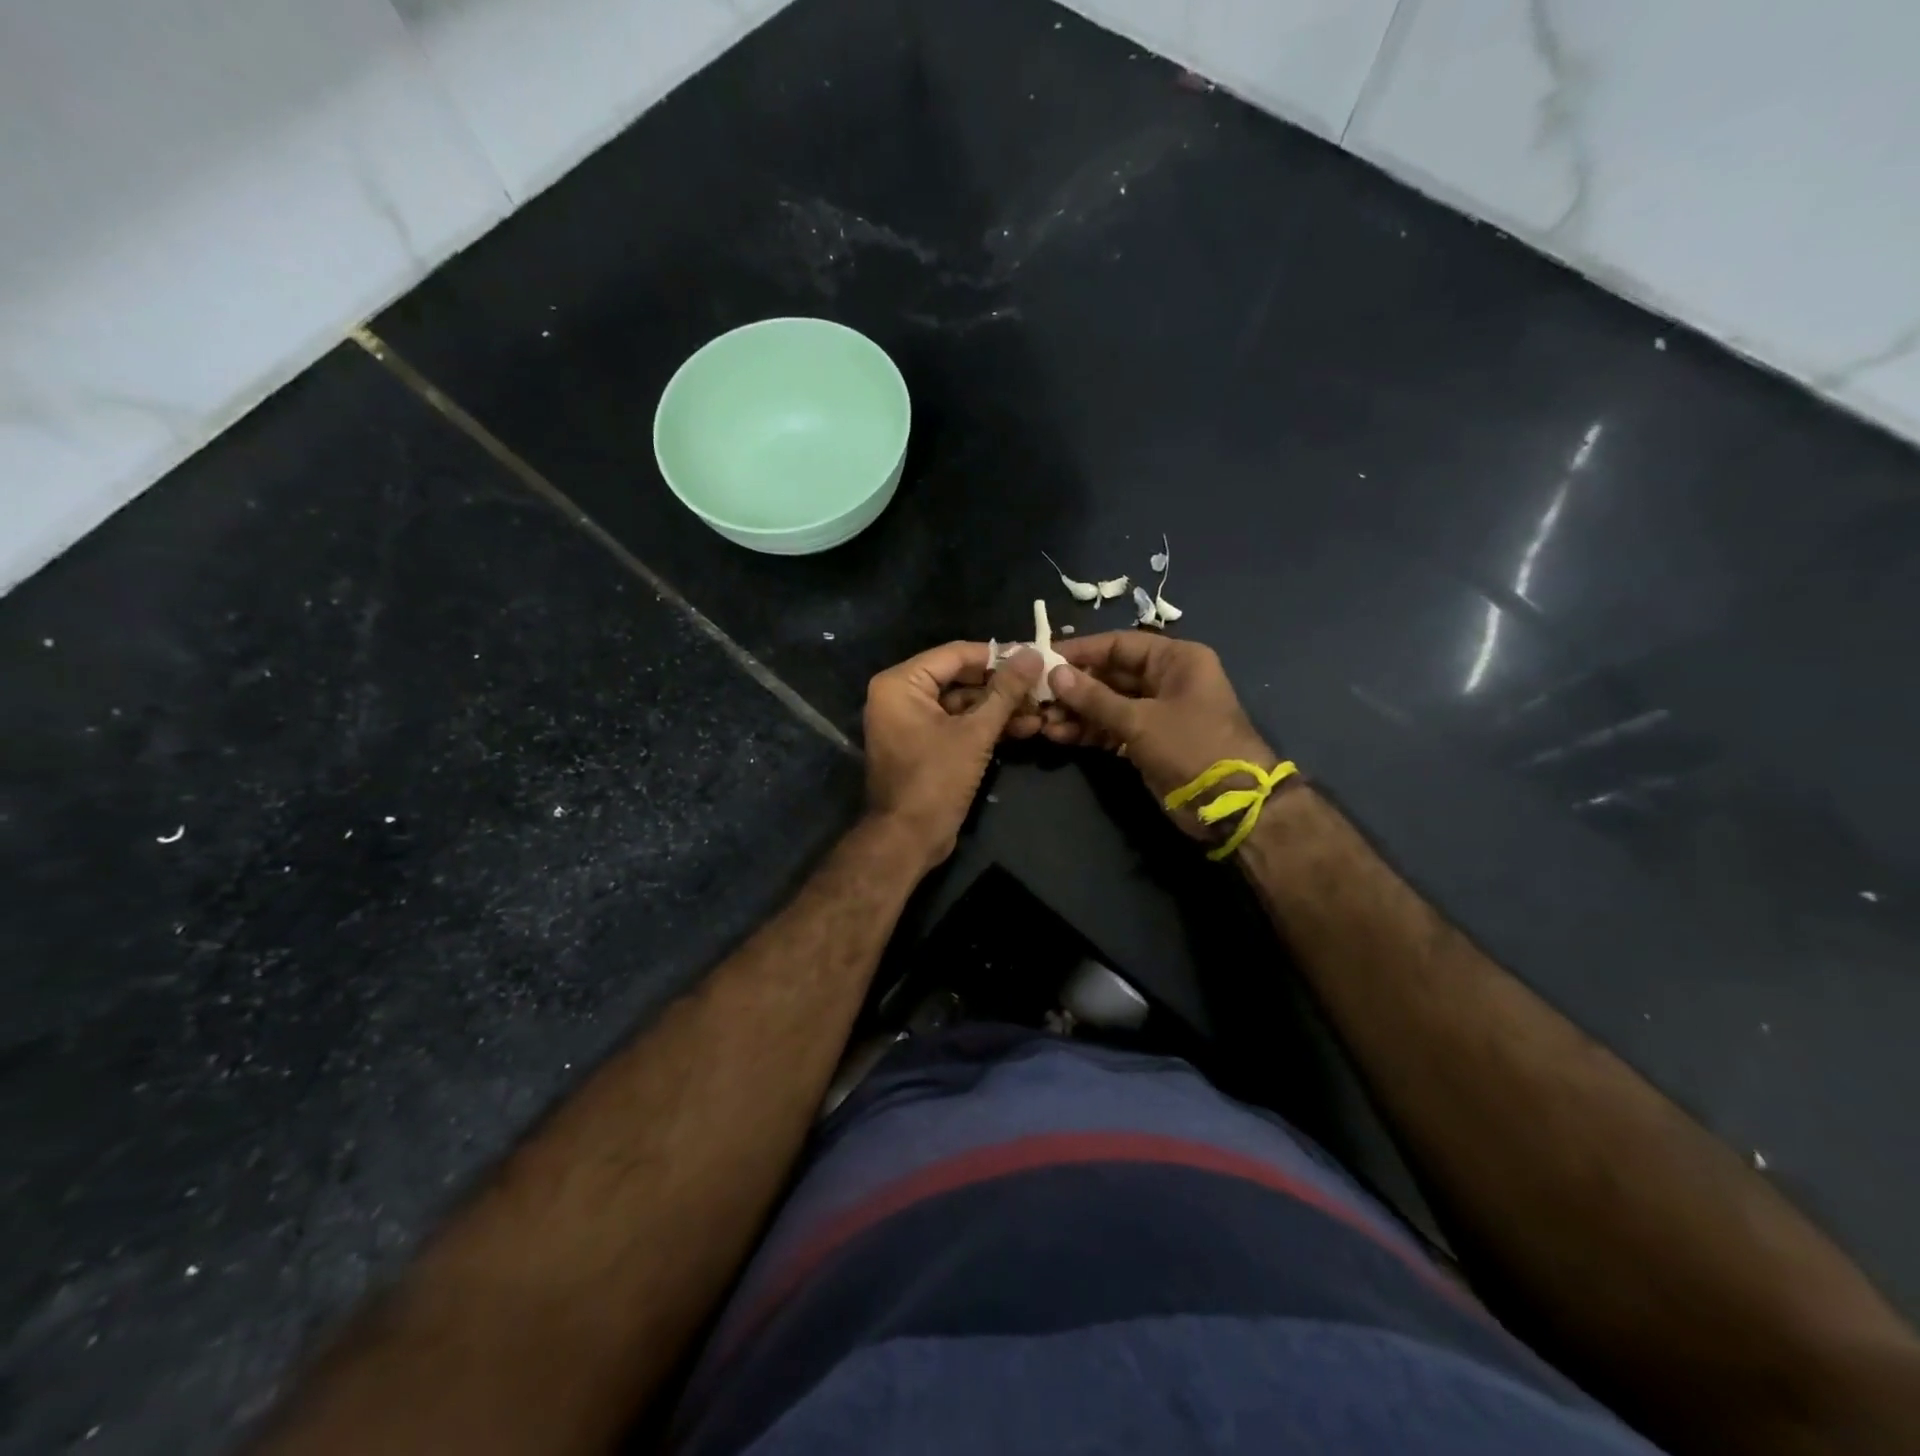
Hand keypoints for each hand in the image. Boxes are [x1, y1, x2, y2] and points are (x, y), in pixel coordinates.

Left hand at [863, 641, 1043, 871]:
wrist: (908, 840)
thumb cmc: (935, 780)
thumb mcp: (975, 733)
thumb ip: (1005, 691)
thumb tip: (1032, 654)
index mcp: (901, 683)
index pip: (955, 654)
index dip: (997, 655)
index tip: (1034, 654)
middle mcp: (901, 695)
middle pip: (960, 678)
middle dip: (1003, 685)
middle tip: (1042, 683)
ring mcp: (912, 721)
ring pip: (963, 704)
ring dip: (1000, 708)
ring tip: (1042, 709)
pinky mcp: (925, 744)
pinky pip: (958, 724)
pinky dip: (987, 726)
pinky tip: (1026, 727)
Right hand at [1041, 633, 1276, 840]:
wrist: (1230, 806)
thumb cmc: (1192, 747)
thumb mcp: (1140, 720)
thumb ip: (1095, 698)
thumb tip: (1055, 674)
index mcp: (1176, 660)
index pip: (1119, 644)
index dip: (1081, 651)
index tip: (1044, 659)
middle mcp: (1166, 679)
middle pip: (1110, 674)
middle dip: (1074, 687)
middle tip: (1037, 695)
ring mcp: (1156, 712)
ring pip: (1107, 703)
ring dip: (1076, 712)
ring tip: (1042, 720)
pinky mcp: (1148, 740)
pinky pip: (1111, 727)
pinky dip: (1088, 731)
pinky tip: (1058, 735)